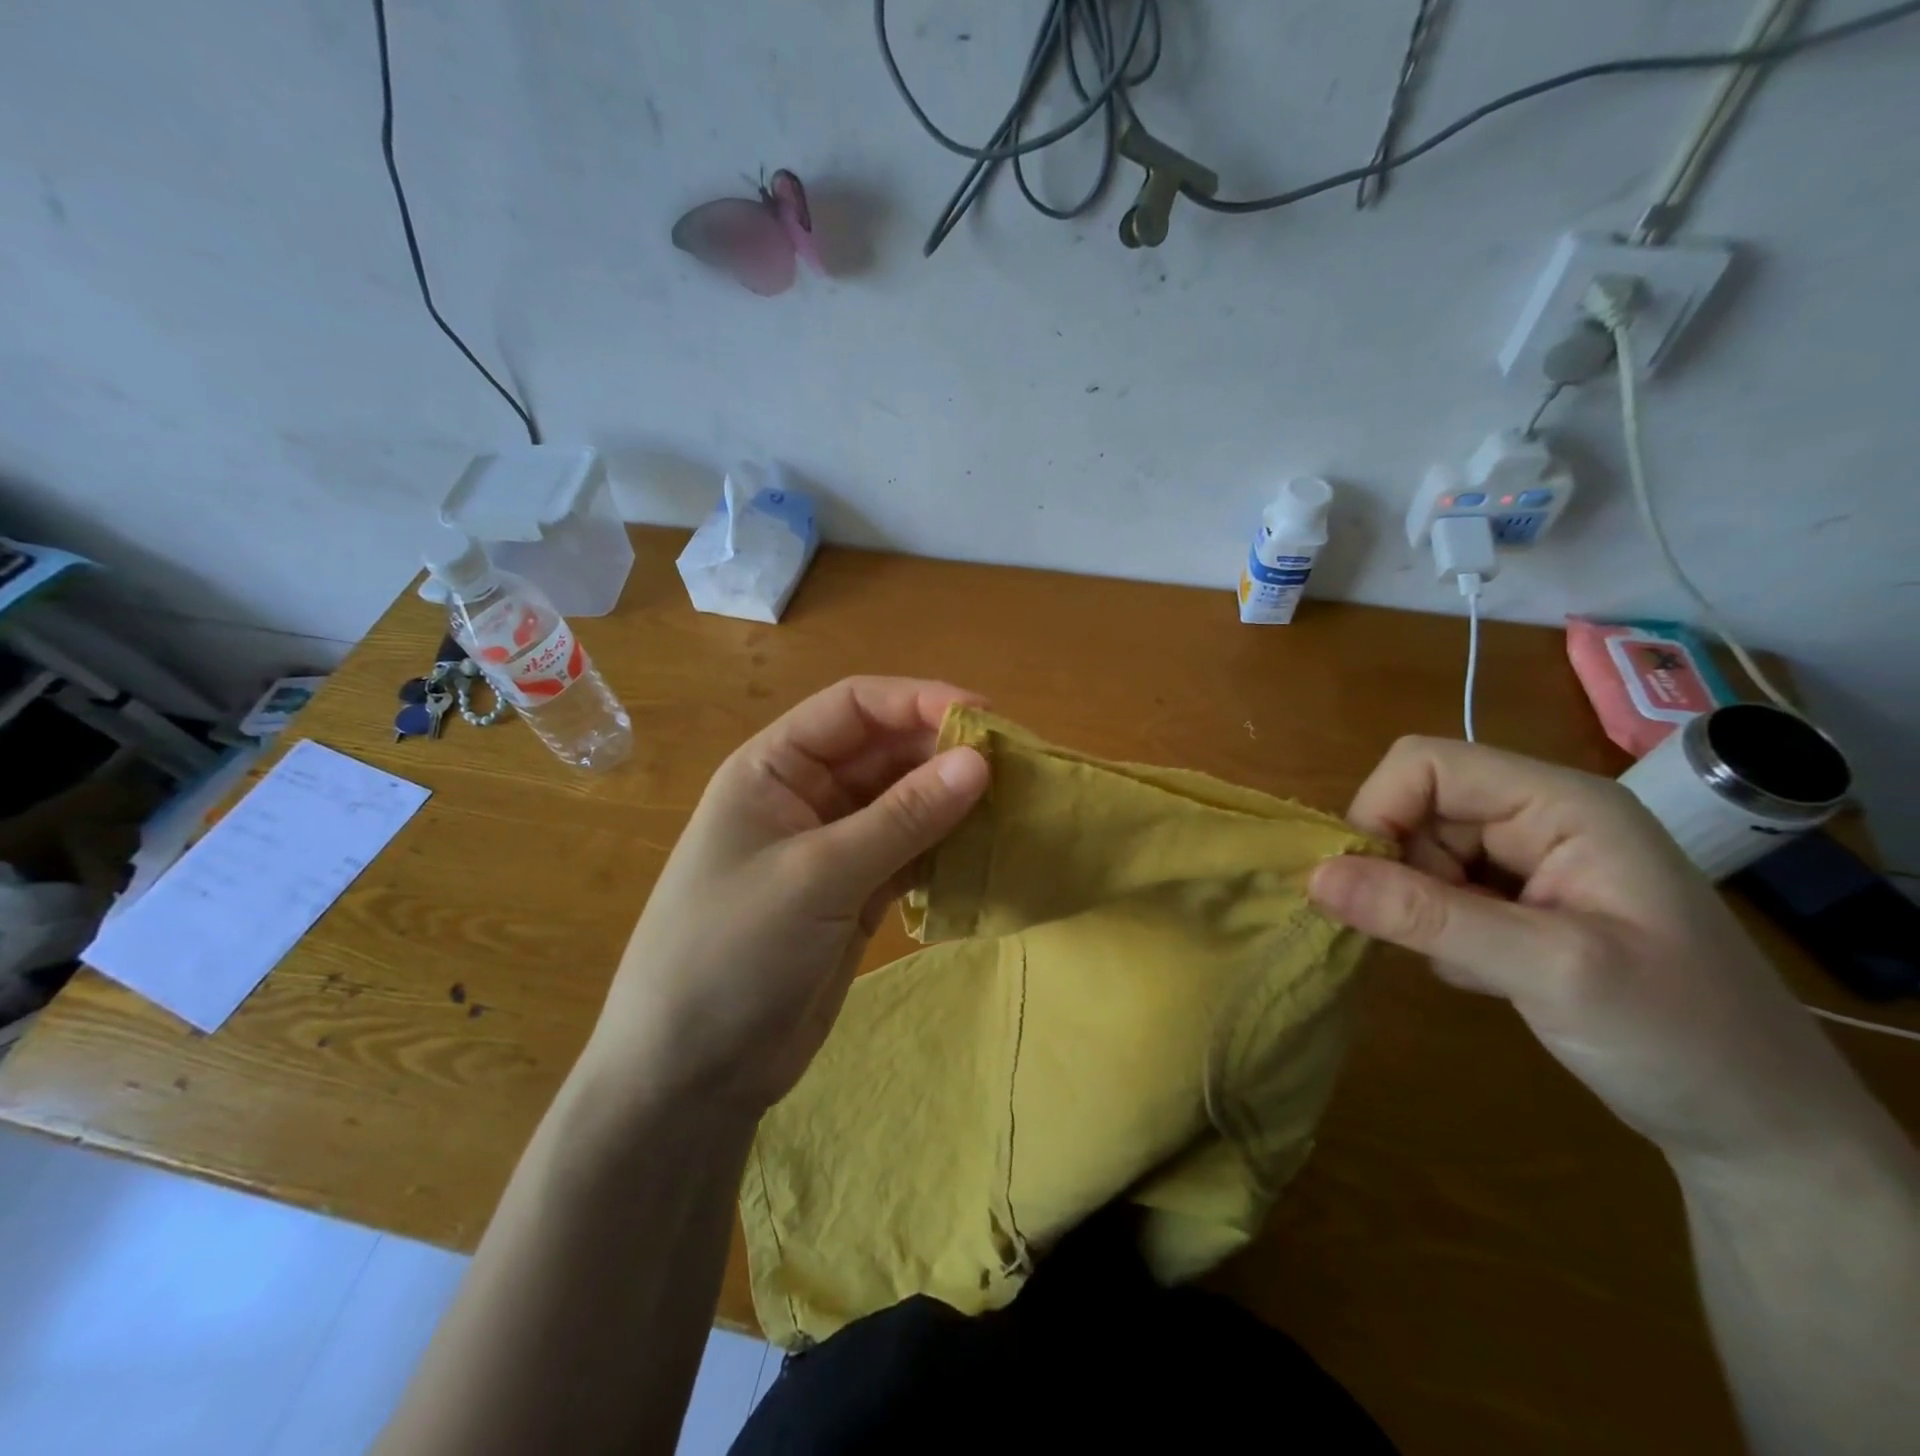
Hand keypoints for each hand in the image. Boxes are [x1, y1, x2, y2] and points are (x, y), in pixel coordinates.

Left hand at [584, 677, 989, 1116]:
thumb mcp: (818, 875)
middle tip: (1013, 766)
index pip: (853, 706)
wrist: (692, 1071)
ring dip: (952, 802)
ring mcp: (832, 846)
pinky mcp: (855, 892)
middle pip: (884, 751)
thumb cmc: (733, 952)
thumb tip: (979, 760)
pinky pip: (909, 852)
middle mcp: (805, 795)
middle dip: (943, 752)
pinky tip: (983, 852)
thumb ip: (902, 817)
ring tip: (1012, 805)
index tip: (984, 716)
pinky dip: (944, 849)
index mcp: (774, 768)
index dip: (918, 700)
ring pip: (903, 802)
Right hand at [1308, 736, 1880, 1169]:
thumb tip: (1314, 877)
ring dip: (1419, 907)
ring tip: (1471, 964)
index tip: (1362, 883)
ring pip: (1420, 852)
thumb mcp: (1548, 970)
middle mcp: (1541, 817)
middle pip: (1418, 807)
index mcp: (1562, 803)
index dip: (1380, 810)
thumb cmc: (1679, 1037)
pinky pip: (1438, 890)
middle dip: (1402, 870)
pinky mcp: (1520, 901)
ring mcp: (1532, 860)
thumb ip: (1426, 916)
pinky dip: (1436, 929)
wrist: (1761, 1130)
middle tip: (1427, 938)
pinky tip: (1484, 974)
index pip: (1427, 765)